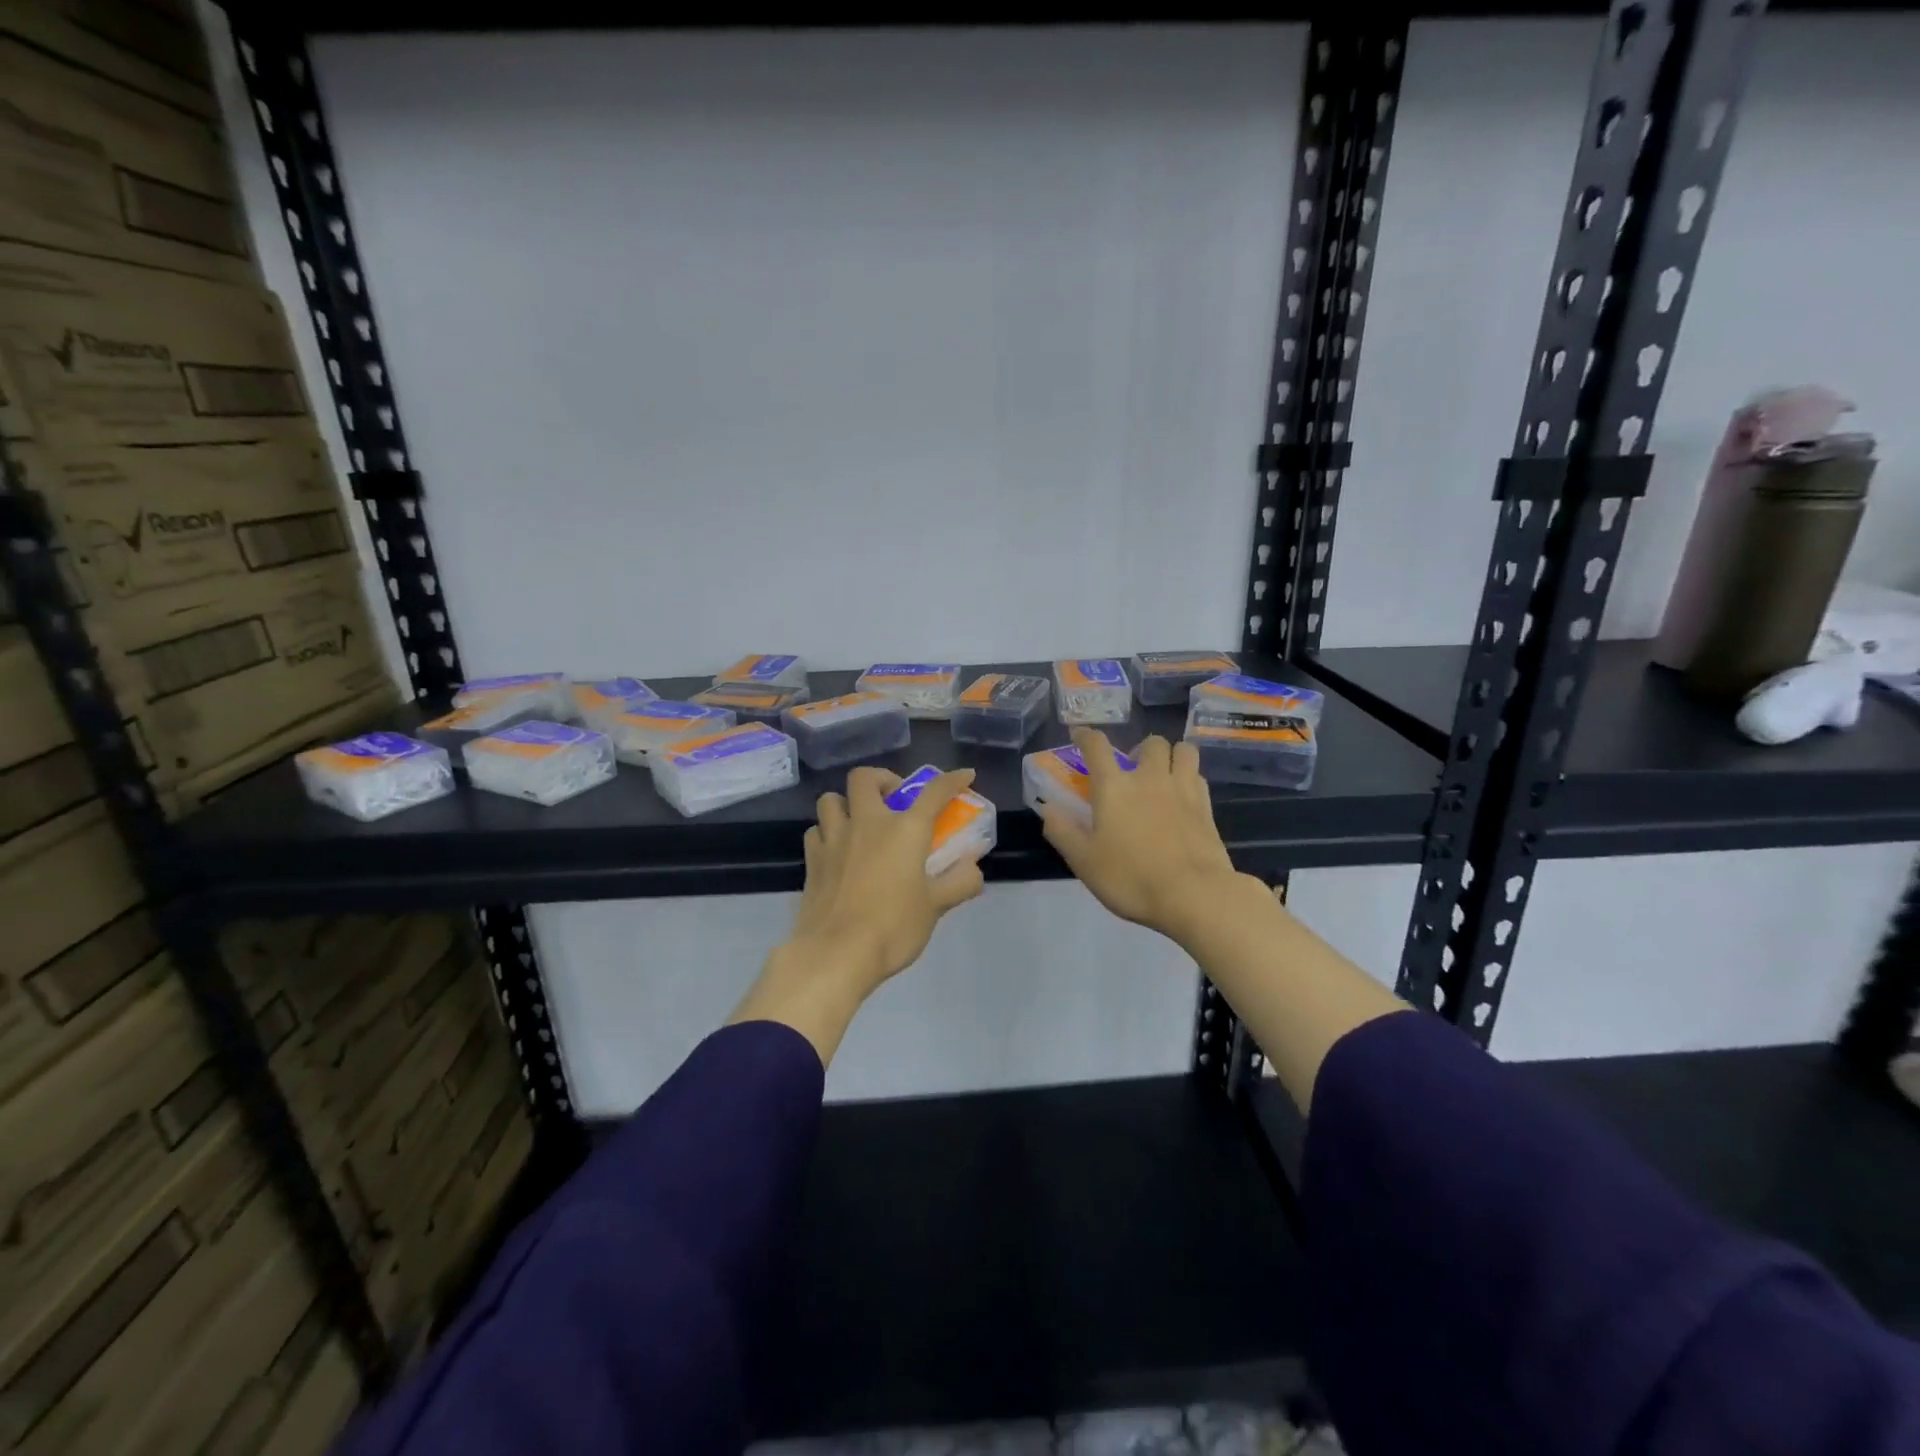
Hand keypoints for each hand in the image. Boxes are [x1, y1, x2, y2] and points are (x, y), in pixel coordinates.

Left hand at [784, 766, 986, 993]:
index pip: (934, 792)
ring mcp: (834, 839)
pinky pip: (816, 831)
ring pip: (832, 799)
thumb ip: (959, 882)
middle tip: (893, 799)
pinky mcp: (812, 860)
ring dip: (847, 803)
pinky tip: (837, 850)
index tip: (964, 775)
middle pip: (865, 778)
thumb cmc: (893, 927)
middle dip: (882, 779)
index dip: (952, 780)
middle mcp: (867, 823)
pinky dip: (827, 832)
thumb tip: (973, 867)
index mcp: (904, 830)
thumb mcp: (935, 907)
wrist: (836, 953)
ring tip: (859, 822)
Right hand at [1039, 728, 1244, 940]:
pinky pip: (1198, 776)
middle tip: (1133, 768)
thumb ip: (1062, 831)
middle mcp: (1149, 778)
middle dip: (1140, 748)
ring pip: (1183, 750)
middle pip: (1151, 742)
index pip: (1097, 747)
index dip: (1086, 736)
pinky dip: (1189, 777)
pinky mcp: (1206, 807)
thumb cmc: (1131, 878)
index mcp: (1114, 787)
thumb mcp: (1084, 861)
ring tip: (1163, 772)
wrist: (1194, 895)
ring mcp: (1183, 789)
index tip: (1080, 735)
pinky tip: (1183, 794)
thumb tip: (1048, 809)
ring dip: (1172, 754)